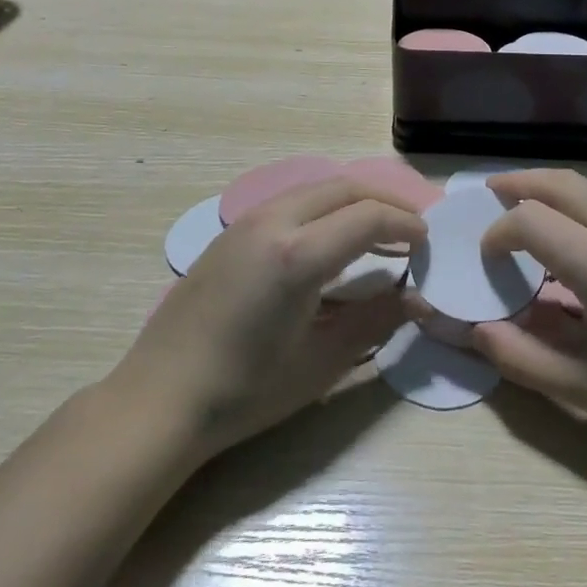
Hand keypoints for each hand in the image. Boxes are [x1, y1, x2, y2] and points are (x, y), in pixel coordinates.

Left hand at [110, 178, 424, 468]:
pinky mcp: (231, 231)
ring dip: (353, 201)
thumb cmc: (244, 392)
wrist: (159, 399)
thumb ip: (375, 321)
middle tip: (411, 229)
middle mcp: (273, 222)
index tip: (427, 243)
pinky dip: (324, 209)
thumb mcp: (320, 362)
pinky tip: (330, 242)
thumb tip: (419, 298)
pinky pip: (291, 201)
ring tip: (378, 233)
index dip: (406, 224)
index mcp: (298, 254)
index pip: (368, 216)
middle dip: (385, 201)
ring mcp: (247, 221)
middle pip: (344, 187)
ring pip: (316, 188)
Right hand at [473, 170, 586, 463]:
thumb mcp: (583, 388)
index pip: (530, 220)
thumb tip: (477, 331)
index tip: (487, 256)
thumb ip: (521, 357)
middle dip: (519, 183)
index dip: (498, 232)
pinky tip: (573, 232)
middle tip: (491, 191)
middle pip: (560, 183)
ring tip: (525, 204)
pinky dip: (579, 203)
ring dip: (551, 190)